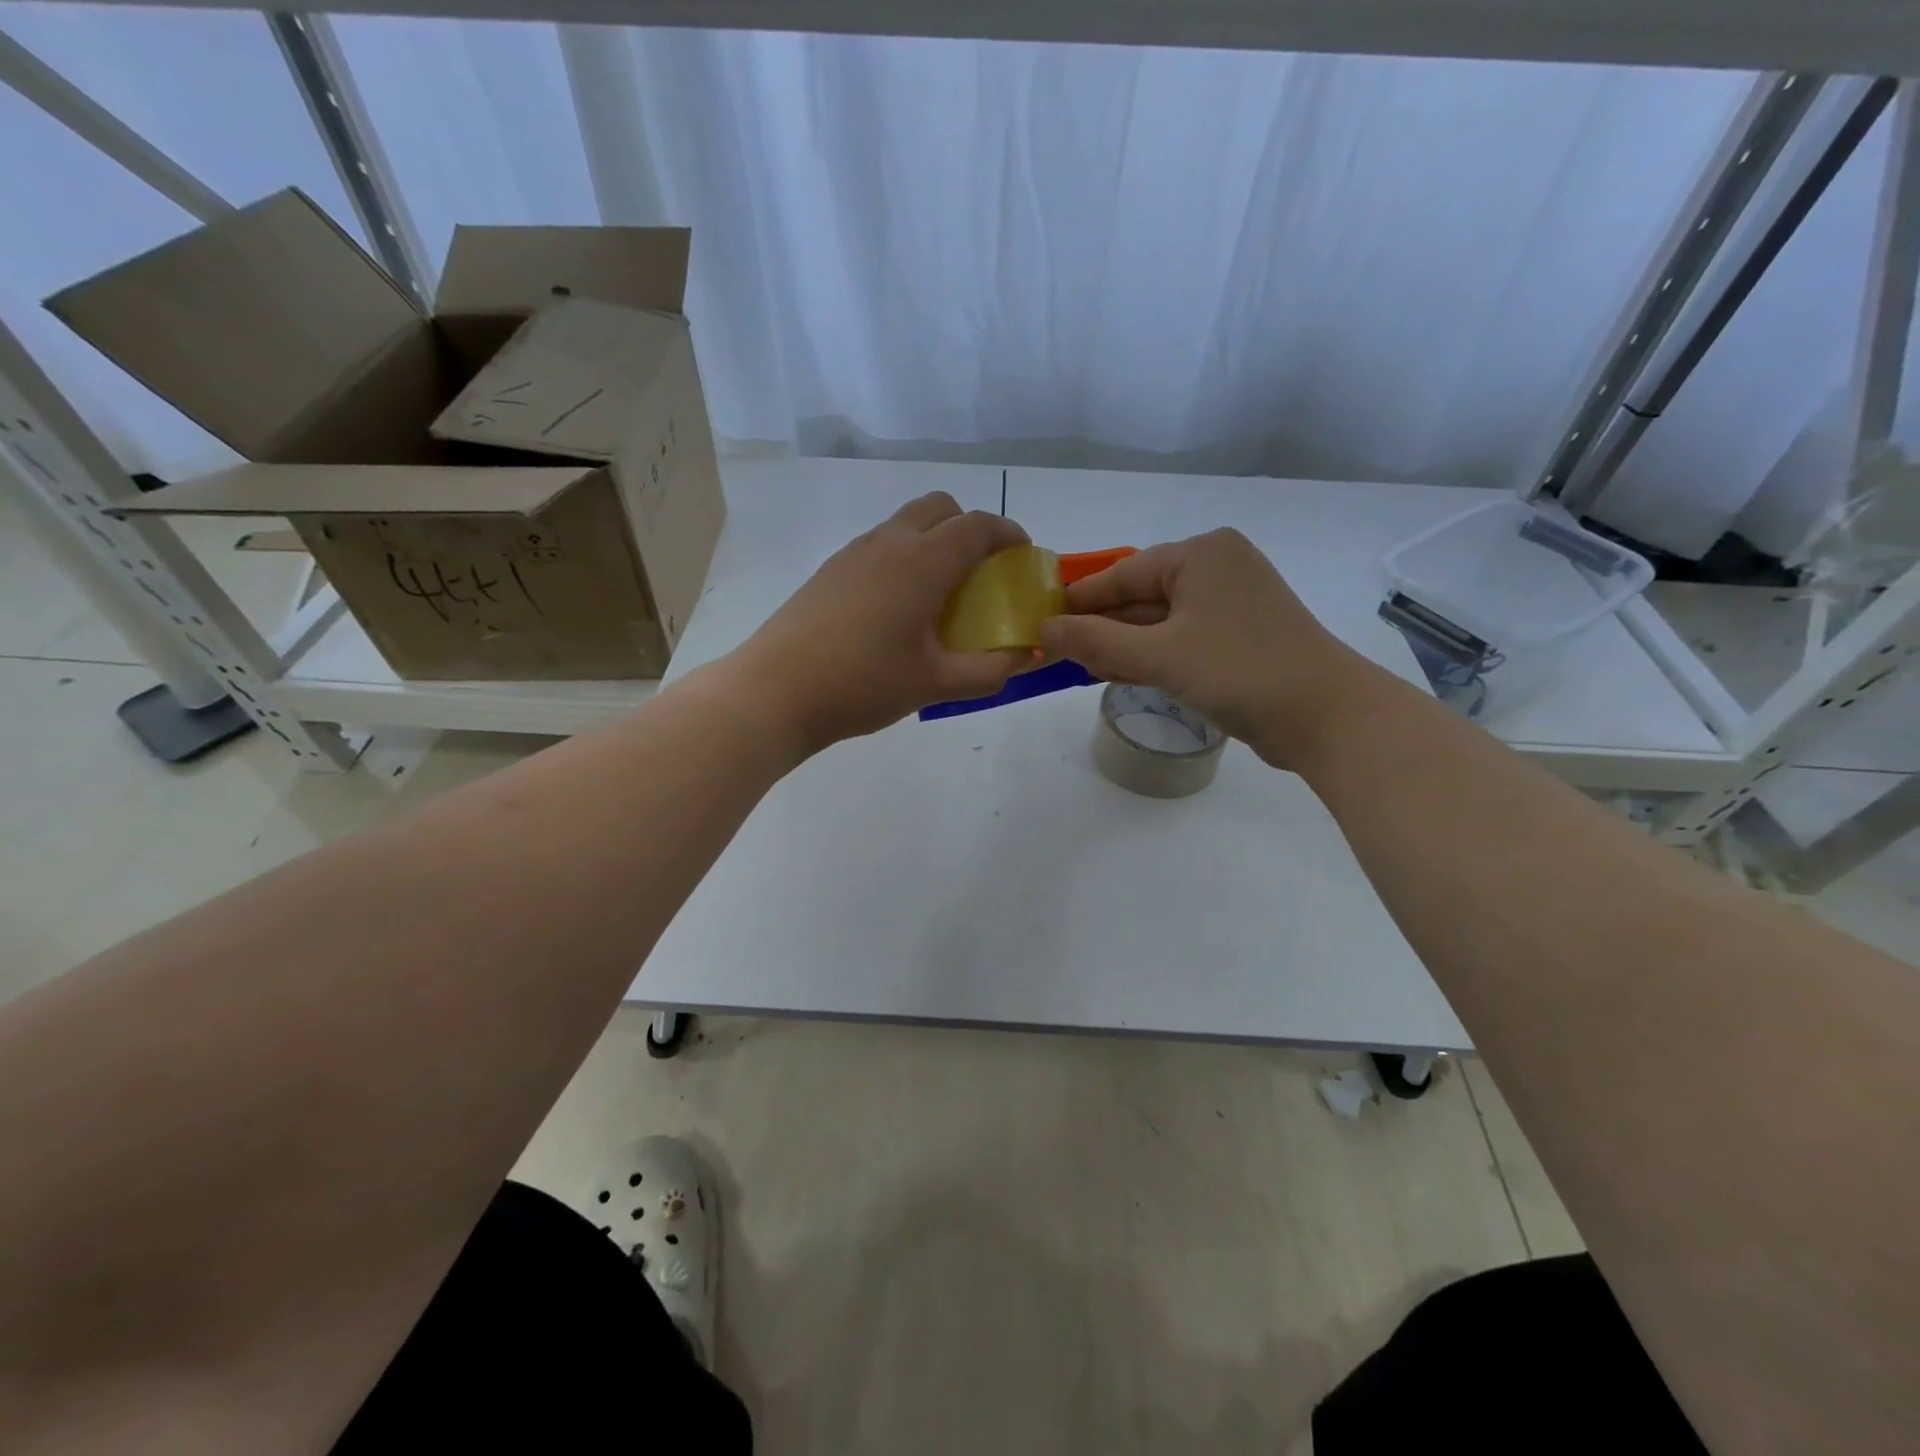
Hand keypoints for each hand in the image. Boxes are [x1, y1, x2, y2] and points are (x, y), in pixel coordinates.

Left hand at [734, 491, 1033, 752]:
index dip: (1008, 534)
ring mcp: (854, 553)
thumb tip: (1024, 659)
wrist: (775, 692)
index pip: (977, 526)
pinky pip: (880, 546)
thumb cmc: (863, 684)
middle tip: (981, 572)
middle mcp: (889, 543)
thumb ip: (989, 670)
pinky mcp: (830, 571)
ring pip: (906, 523)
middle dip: (969, 527)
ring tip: (941, 593)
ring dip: (934, 541)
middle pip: (940, 507)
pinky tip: (897, 608)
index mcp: (923, 562)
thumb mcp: (935, 683)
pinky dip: (904, 558)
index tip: (1022, 556)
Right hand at [1037, 528, 1378, 767]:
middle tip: (1057, 653)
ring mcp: (1234, 602)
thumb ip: (1096, 642)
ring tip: (1083, 668)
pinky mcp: (1242, 635)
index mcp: (1201, 554)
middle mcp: (1218, 568)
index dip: (1079, 600)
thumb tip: (1044, 629)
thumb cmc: (1239, 672)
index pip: (1122, 573)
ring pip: (1161, 620)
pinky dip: (1154, 655)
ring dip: (1124, 645)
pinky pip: (1182, 638)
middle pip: (1141, 595)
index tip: (1041, 622)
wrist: (1326, 716)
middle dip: (1102, 626)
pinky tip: (1123, 674)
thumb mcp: (1158, 657)